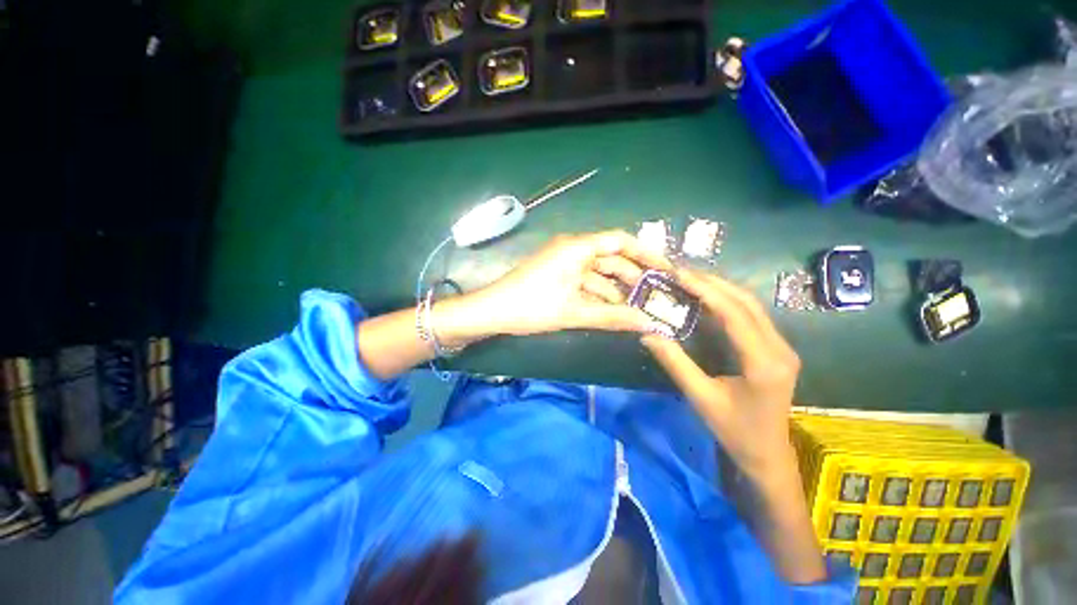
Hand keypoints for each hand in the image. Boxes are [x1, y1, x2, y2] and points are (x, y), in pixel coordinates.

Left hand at [464, 230, 672, 337]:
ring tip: (638, 309)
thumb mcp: (574, 312)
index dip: (646, 253)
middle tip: (655, 298)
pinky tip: (613, 311)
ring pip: (598, 274)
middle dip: (632, 278)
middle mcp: (573, 250)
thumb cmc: (531, 307)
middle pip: (611, 259)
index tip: (666, 270)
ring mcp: (564, 263)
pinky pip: (585, 282)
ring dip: (616, 290)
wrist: (491, 312)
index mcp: (577, 248)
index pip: (620, 241)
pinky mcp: (557, 276)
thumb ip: (612, 317)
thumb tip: (649, 324)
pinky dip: (599, 295)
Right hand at [641, 269, 801, 484]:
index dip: (706, 290)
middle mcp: (780, 348)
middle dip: (712, 283)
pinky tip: (707, 298)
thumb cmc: (735, 431)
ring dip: (721, 289)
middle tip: (681, 272)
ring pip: (751, 306)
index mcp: (764, 362)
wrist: (768, 455)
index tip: (679, 274)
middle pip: (746, 302)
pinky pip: (751, 316)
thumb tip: (647, 333)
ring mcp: (782, 347)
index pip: (735, 313)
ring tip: (690, 279)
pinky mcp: (776, 349)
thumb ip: (674, 362)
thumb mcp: (700, 397)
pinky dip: (727, 302)